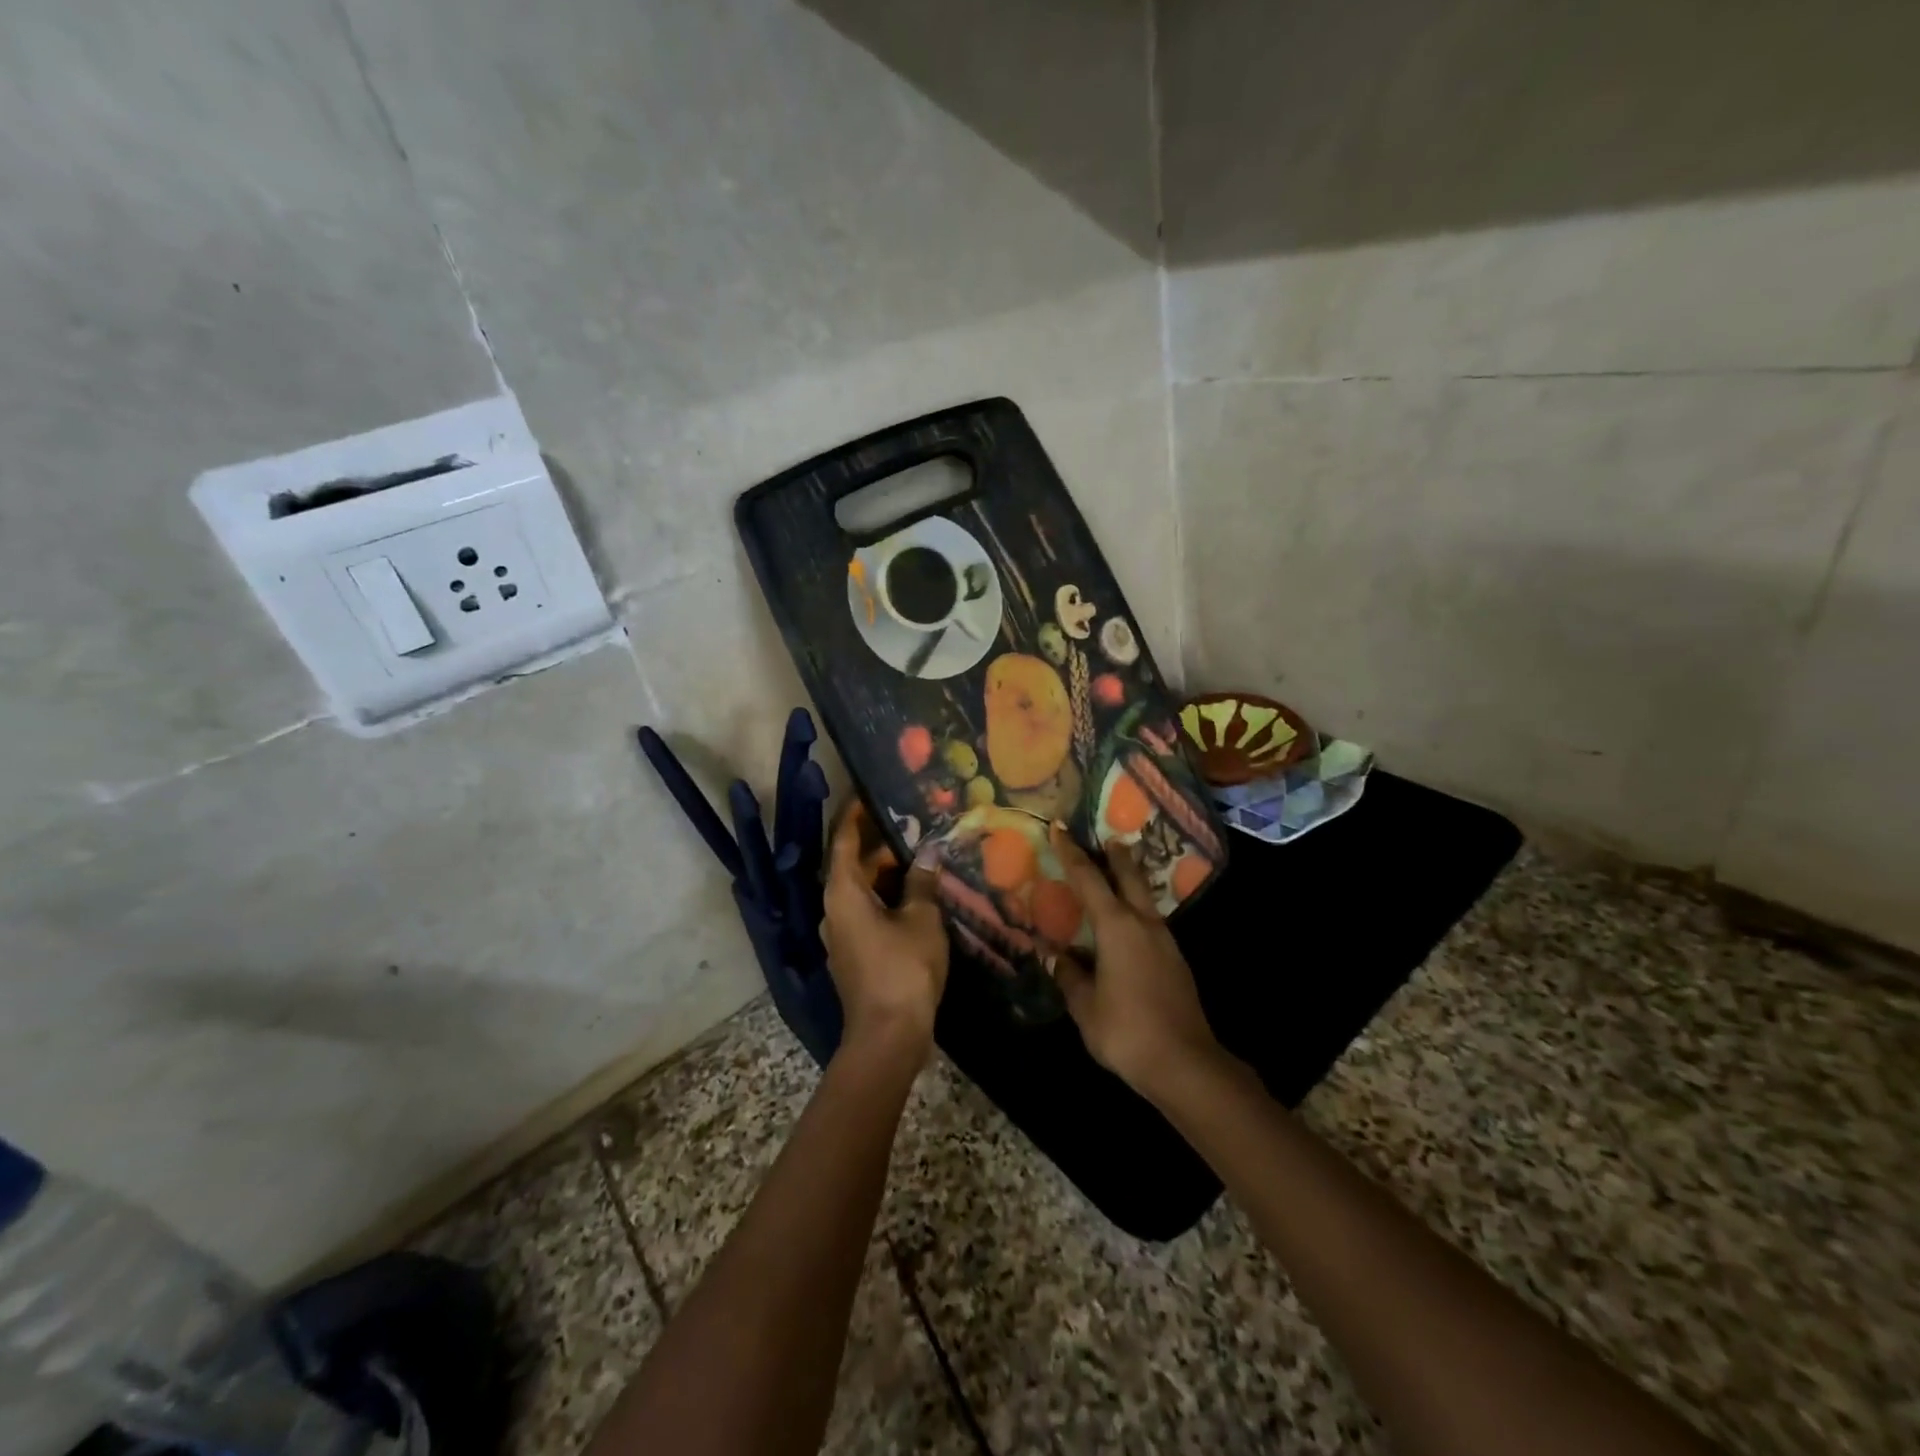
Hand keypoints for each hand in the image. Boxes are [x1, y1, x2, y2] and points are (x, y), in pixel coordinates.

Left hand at [822, 804, 948, 1064]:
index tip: (869, 794)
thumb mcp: (921, 919)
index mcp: (843, 892)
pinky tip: (918, 897)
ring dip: (889, 875)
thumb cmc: (903, 969)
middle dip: (883, 846)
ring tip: (922, 856)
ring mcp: (844, 934)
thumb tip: (928, 854)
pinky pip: (869, 913)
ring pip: (864, 891)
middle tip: (914, 827)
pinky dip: (889, 899)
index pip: (845, 841)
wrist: (888, 1037)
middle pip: (854, 866)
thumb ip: (922, 883)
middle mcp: (835, 909)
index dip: (855, 815)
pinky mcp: (856, 954)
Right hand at [1047, 823, 1221, 1097]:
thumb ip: (1069, 976)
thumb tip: (1054, 956)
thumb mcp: (1085, 1006)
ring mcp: (1165, 942)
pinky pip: (1151, 922)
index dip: (1072, 853)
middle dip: (1116, 856)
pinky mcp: (1176, 961)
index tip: (1060, 829)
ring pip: (1144, 899)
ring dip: (1130, 882)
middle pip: (1129, 877)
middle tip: (1106, 838)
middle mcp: (1143, 925)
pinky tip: (1127, 926)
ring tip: (1115, 876)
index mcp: (1117, 927)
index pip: (1089, 880)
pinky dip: (1136, 910)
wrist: (1186, 1064)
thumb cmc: (1126, 1031)